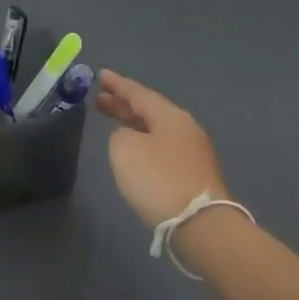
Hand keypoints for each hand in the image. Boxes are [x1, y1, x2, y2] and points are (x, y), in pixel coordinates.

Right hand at [94, 70, 228, 227]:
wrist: (198, 224)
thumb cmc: (158, 179)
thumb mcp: (125, 149)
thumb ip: (120, 135)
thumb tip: (130, 138)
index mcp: (170, 116)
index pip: (139, 93)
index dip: (117, 85)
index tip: (100, 75)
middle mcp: (185, 129)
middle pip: (149, 111)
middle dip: (123, 105)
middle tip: (100, 100)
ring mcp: (192, 153)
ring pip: (156, 131)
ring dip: (134, 125)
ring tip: (114, 124)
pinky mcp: (193, 176)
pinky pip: (162, 149)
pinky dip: (144, 144)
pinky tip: (133, 152)